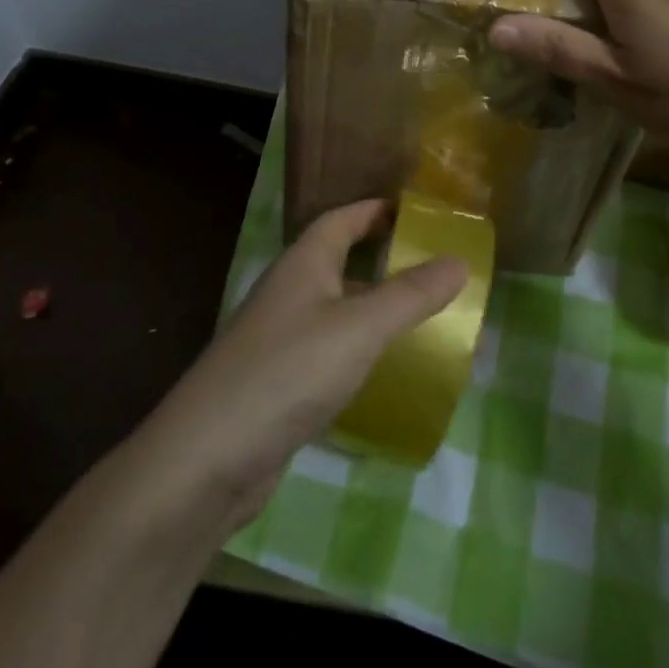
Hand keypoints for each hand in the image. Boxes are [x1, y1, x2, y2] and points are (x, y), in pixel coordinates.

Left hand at [143, 200, 465, 529]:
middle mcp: (288, 291)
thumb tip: (460, 260)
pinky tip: (380, 369)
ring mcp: (278, 337)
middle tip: (429, 265)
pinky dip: (356, 347)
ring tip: (418, 315)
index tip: (415, 212)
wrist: (208, 457)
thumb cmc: (289, 372)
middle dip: (380, 257)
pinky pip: (326, 348)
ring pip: (333, 307)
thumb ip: (411, 295)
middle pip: (337, 259)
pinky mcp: (277, 381)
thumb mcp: (360, 328)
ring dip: (370, 305)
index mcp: (303, 263)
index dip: (375, 210)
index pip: (341, 219)